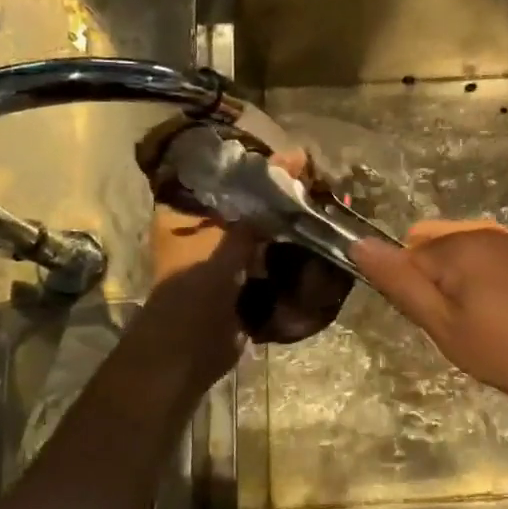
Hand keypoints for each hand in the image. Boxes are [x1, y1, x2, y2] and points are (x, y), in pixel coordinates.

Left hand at [142, 151, 315, 387]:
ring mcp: (223, 256)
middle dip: (279, 196)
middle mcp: (202, 229)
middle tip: (316, 182)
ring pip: (262, 229)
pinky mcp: (242, 280)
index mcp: (185, 211)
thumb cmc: (196, 290)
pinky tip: (317, 237)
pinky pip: (270, 256)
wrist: (189, 352)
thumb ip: (263, 203)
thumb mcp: (228, 239)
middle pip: (248, 202)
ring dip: (288, 223)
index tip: (295, 159)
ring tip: (322, 204)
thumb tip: (297, 156)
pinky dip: (289, 250)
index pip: (224, 174)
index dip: (258, 165)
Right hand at [351, 220, 507, 413]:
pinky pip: (488, 264)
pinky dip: (483, 286)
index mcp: (457, 244)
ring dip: (458, 288)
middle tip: (455, 328)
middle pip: (433, 254)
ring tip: (479, 327)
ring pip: (461, 259)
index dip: (411, 294)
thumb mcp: (443, 324)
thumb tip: (358, 243)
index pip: (406, 256)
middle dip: (434, 287)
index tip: (432, 324)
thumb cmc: (506, 347)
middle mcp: (483, 232)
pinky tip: (502, 317)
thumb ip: (400, 283)